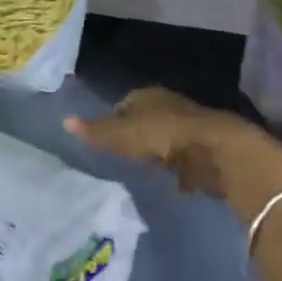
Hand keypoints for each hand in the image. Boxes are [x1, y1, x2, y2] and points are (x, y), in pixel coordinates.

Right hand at [64, 87, 261, 202]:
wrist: (217, 151)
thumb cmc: (164, 136)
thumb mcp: (123, 135)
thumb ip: (96, 132)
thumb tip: (64, 121)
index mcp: (149, 96)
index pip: (125, 103)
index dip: (114, 118)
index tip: (105, 137)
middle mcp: (170, 106)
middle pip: (147, 120)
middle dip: (137, 134)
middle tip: (122, 154)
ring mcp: (191, 128)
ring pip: (167, 138)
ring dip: (159, 151)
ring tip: (144, 169)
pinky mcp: (207, 151)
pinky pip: (186, 159)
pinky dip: (179, 170)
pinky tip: (173, 184)